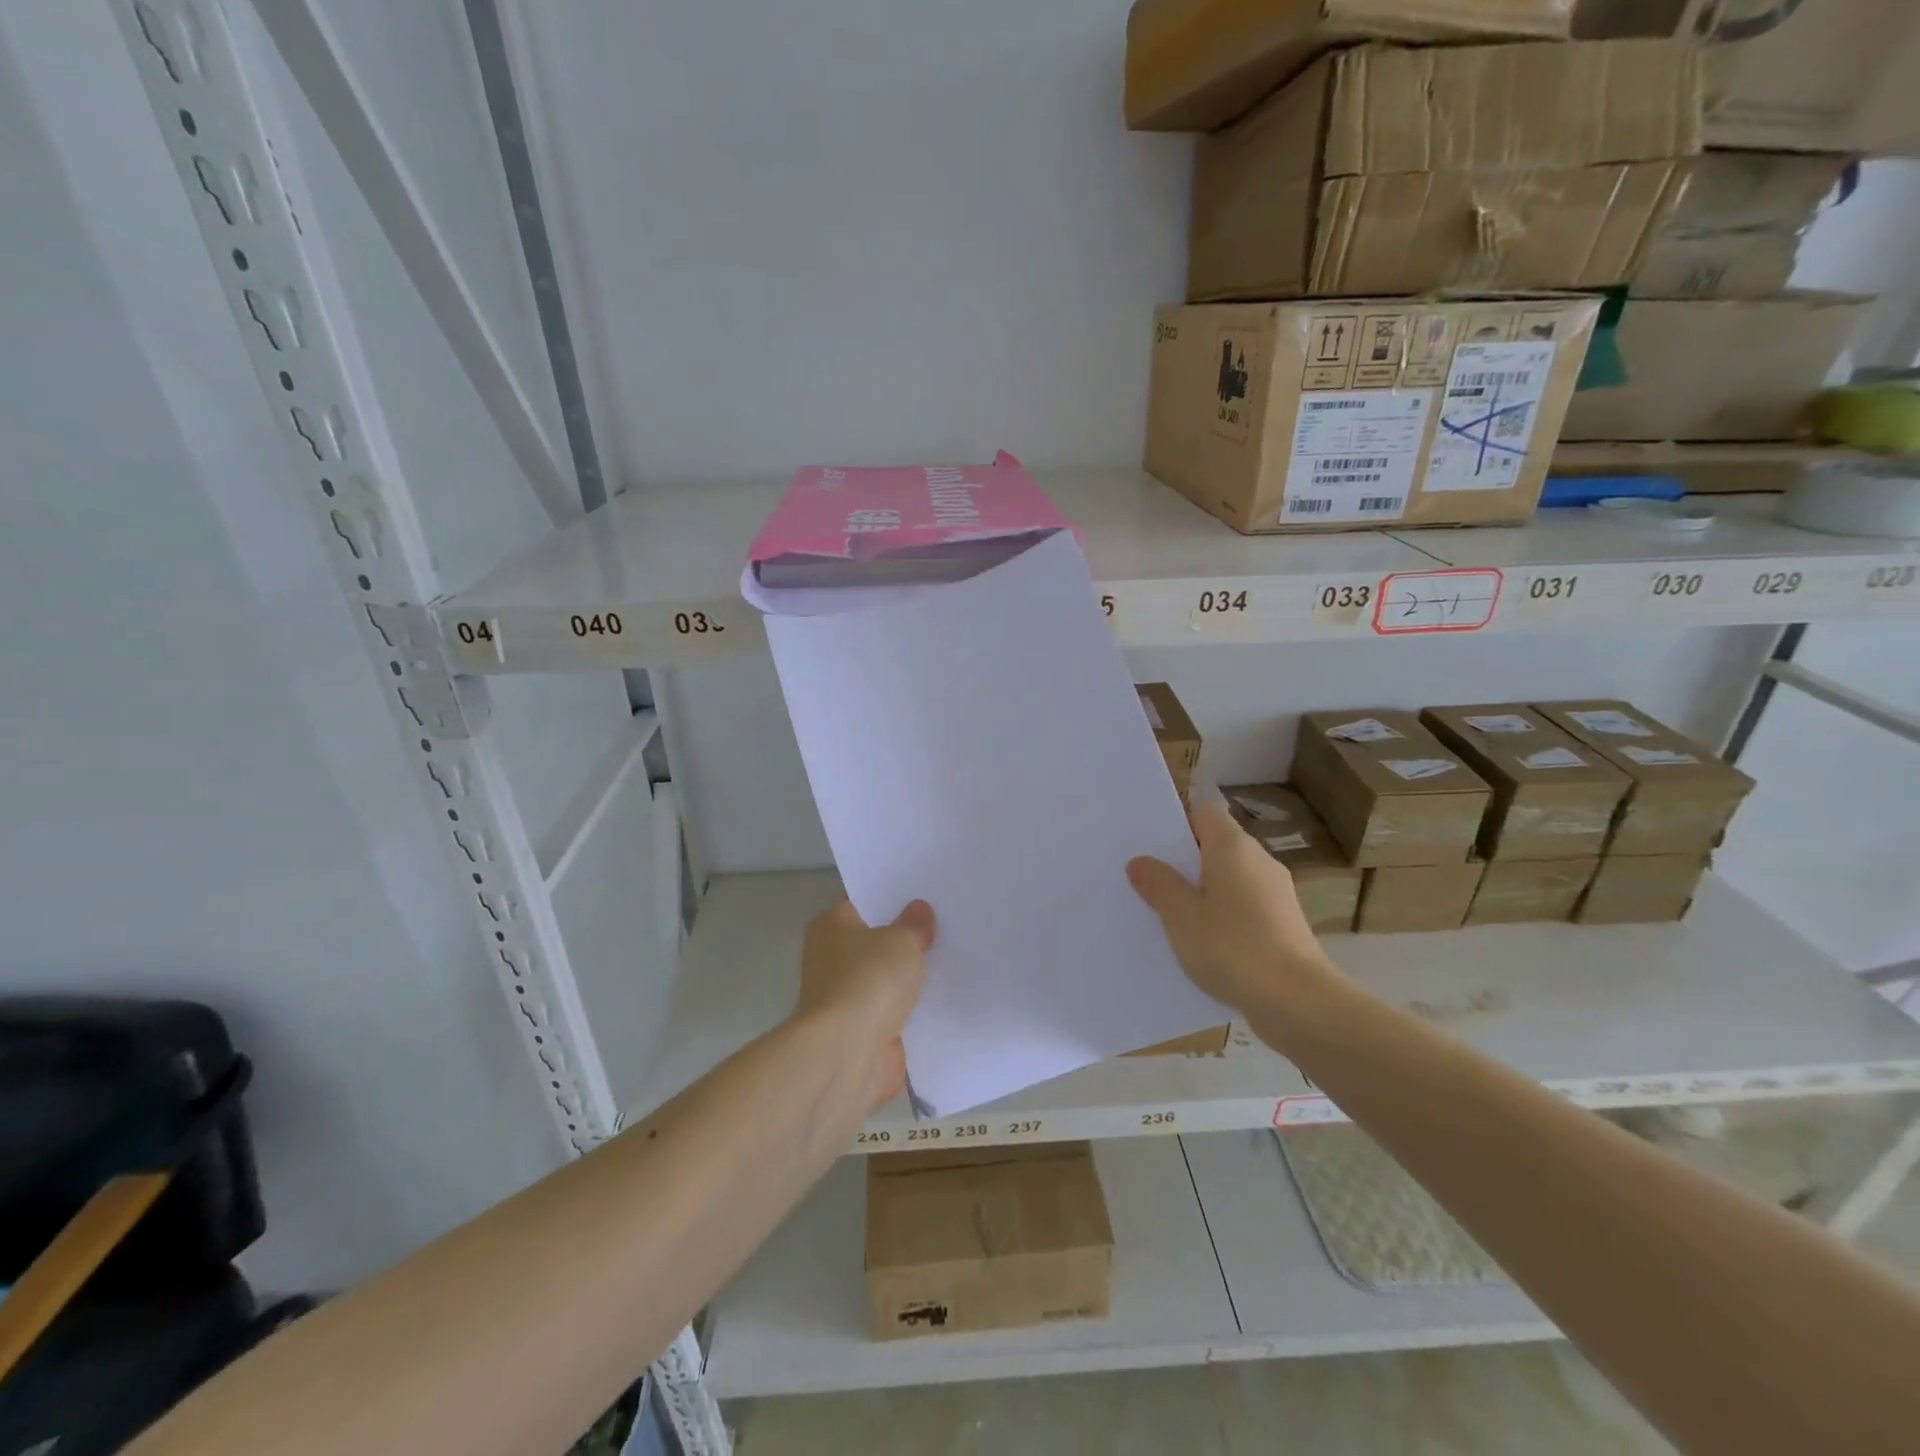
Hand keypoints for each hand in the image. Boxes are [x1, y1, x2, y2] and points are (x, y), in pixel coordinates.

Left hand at [797, 898, 933, 1111]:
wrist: (847, 1054)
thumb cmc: (868, 981)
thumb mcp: (902, 941)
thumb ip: (914, 924)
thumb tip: (919, 909)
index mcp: (831, 927)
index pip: (863, 903)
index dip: (892, 899)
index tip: (925, 895)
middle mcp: (832, 959)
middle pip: (875, 942)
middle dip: (904, 939)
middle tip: (946, 925)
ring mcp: (846, 999)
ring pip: (886, 979)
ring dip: (909, 978)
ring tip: (953, 960)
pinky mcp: (862, 1033)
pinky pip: (894, 1013)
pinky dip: (912, 1011)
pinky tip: (945, 1000)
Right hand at [1127, 800, 1339, 1026]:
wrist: (1298, 1002)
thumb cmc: (1232, 947)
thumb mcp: (1181, 916)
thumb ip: (1159, 884)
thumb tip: (1140, 862)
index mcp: (1233, 847)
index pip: (1203, 811)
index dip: (1176, 822)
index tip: (1151, 844)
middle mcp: (1259, 860)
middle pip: (1216, 845)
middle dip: (1184, 860)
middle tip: (1149, 879)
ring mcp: (1276, 892)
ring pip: (1230, 878)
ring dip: (1203, 891)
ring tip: (1170, 914)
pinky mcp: (1284, 923)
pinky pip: (1244, 905)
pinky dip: (1223, 914)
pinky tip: (1203, 942)